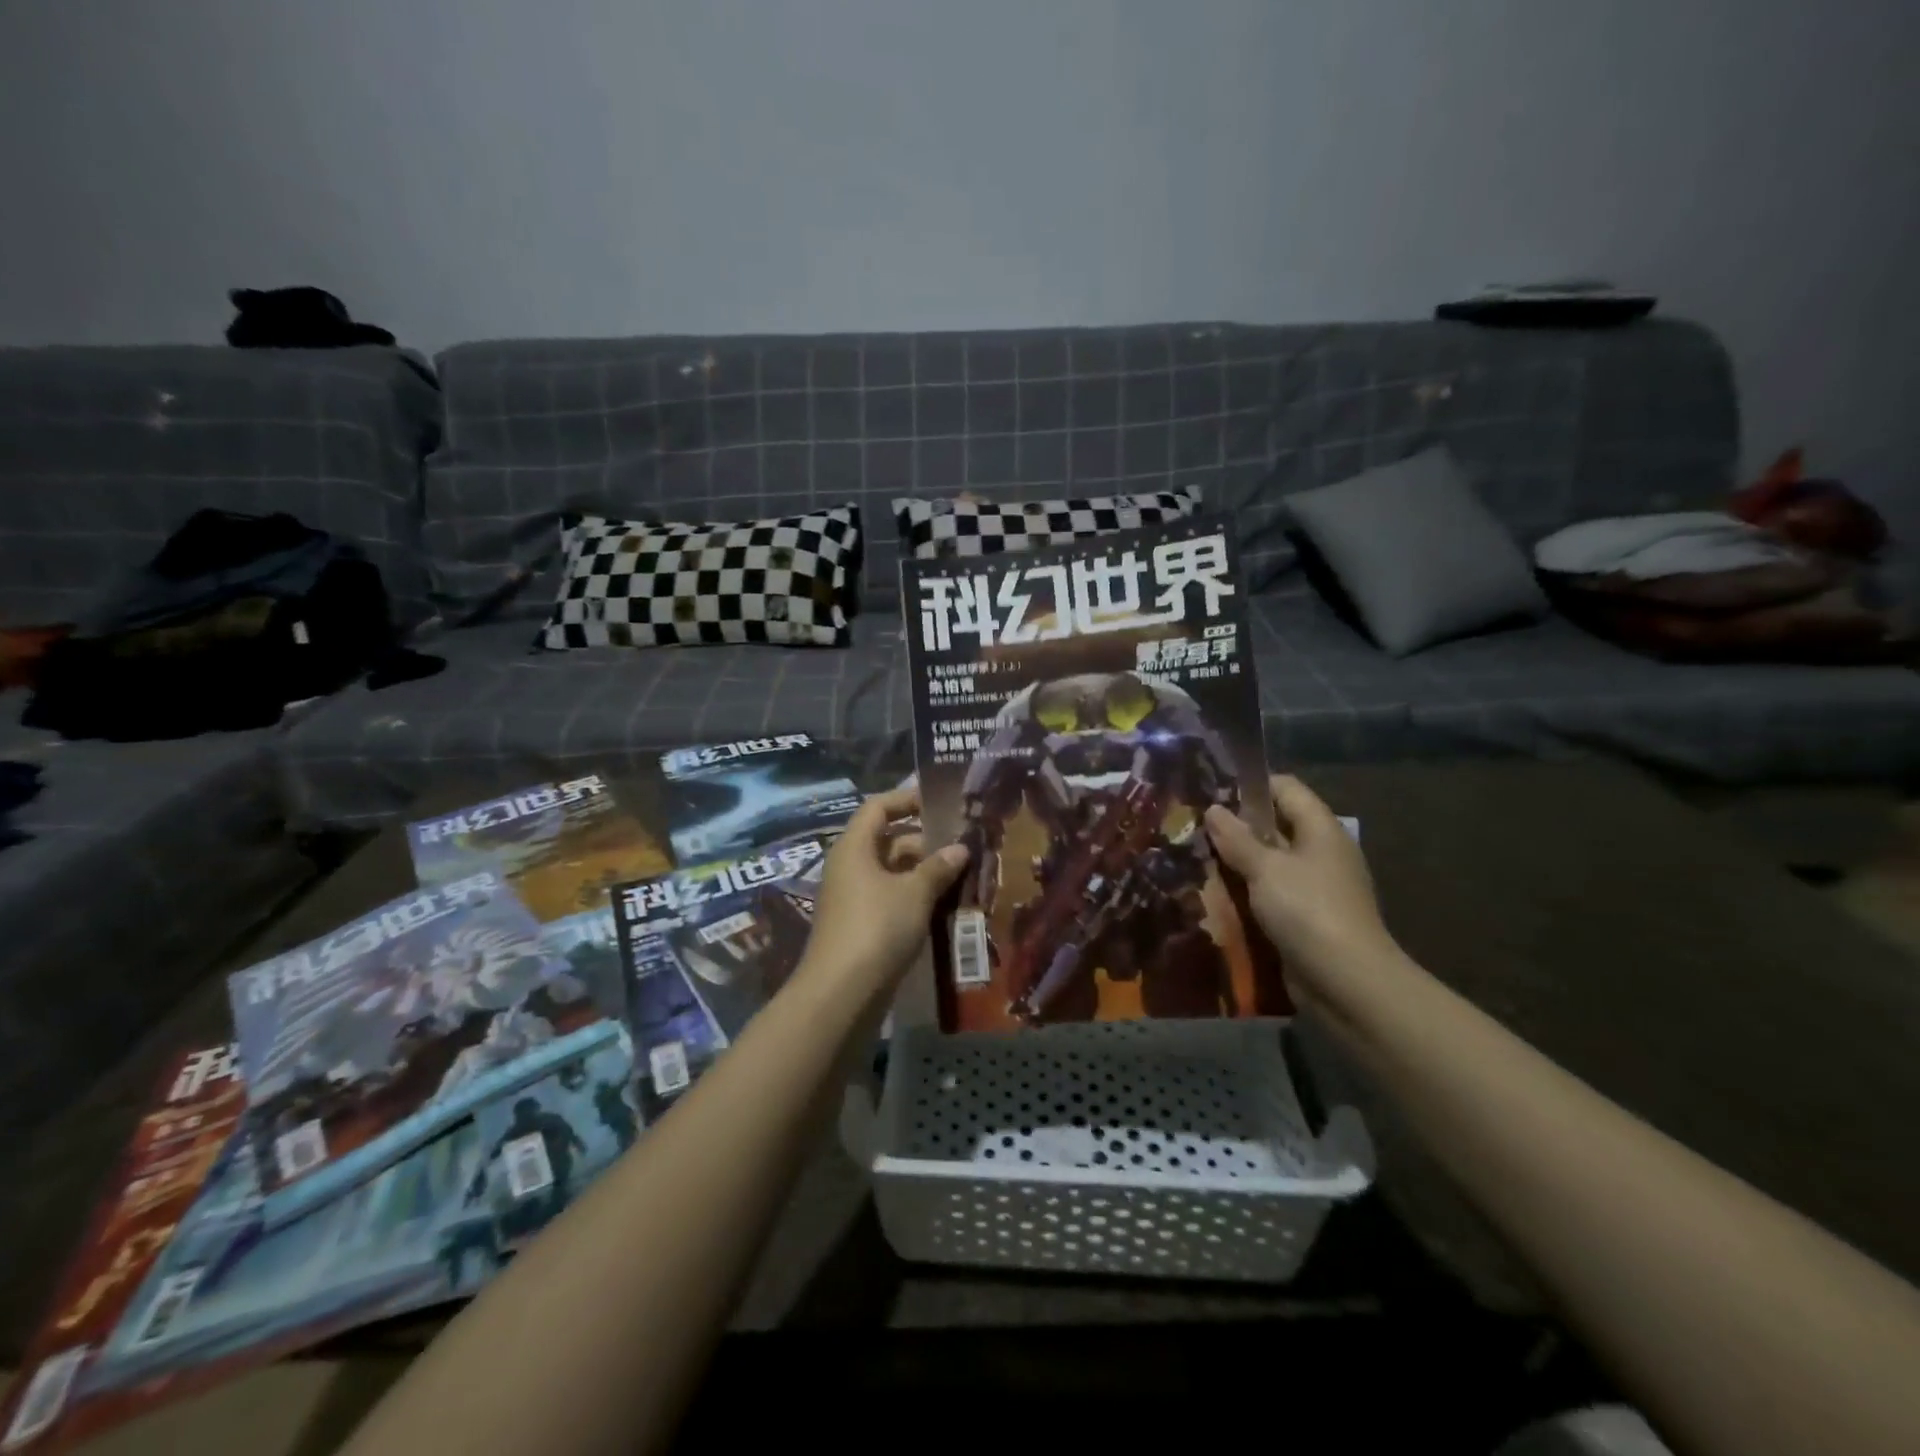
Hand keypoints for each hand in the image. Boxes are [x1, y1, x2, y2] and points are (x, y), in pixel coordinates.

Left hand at [795, 786, 968, 1002]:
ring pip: (892, 872)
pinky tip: (943, 904)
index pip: (878, 807)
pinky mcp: (860, 924)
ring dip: (923, 872)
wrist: (841, 993)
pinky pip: (890, 897)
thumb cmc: (877, 928)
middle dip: (924, 841)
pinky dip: (914, 896)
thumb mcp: (915, 893)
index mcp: (854, 847)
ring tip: (961, 874)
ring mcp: (853, 897)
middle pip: (888, 840)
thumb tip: (961, 848)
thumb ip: (938, 867)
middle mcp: (850, 866)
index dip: (907, 799)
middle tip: (962, 845)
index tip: (940, 802)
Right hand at [1204, 775, 1402, 1010]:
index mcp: (1320, 828)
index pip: (1285, 788)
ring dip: (1239, 862)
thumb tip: (1213, 809)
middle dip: (1237, 827)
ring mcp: (1316, 886)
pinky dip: (1248, 891)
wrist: (1347, 982)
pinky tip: (1217, 895)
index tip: (1211, 793)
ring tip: (1198, 859)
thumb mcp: (1265, 868)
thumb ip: (1236, 838)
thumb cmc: (1307, 910)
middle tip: (1195, 828)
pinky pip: (1272, 892)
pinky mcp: (1307, 917)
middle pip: (1276, 824)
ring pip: (1271, 861)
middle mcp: (1321, 851)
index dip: (1249, 785)